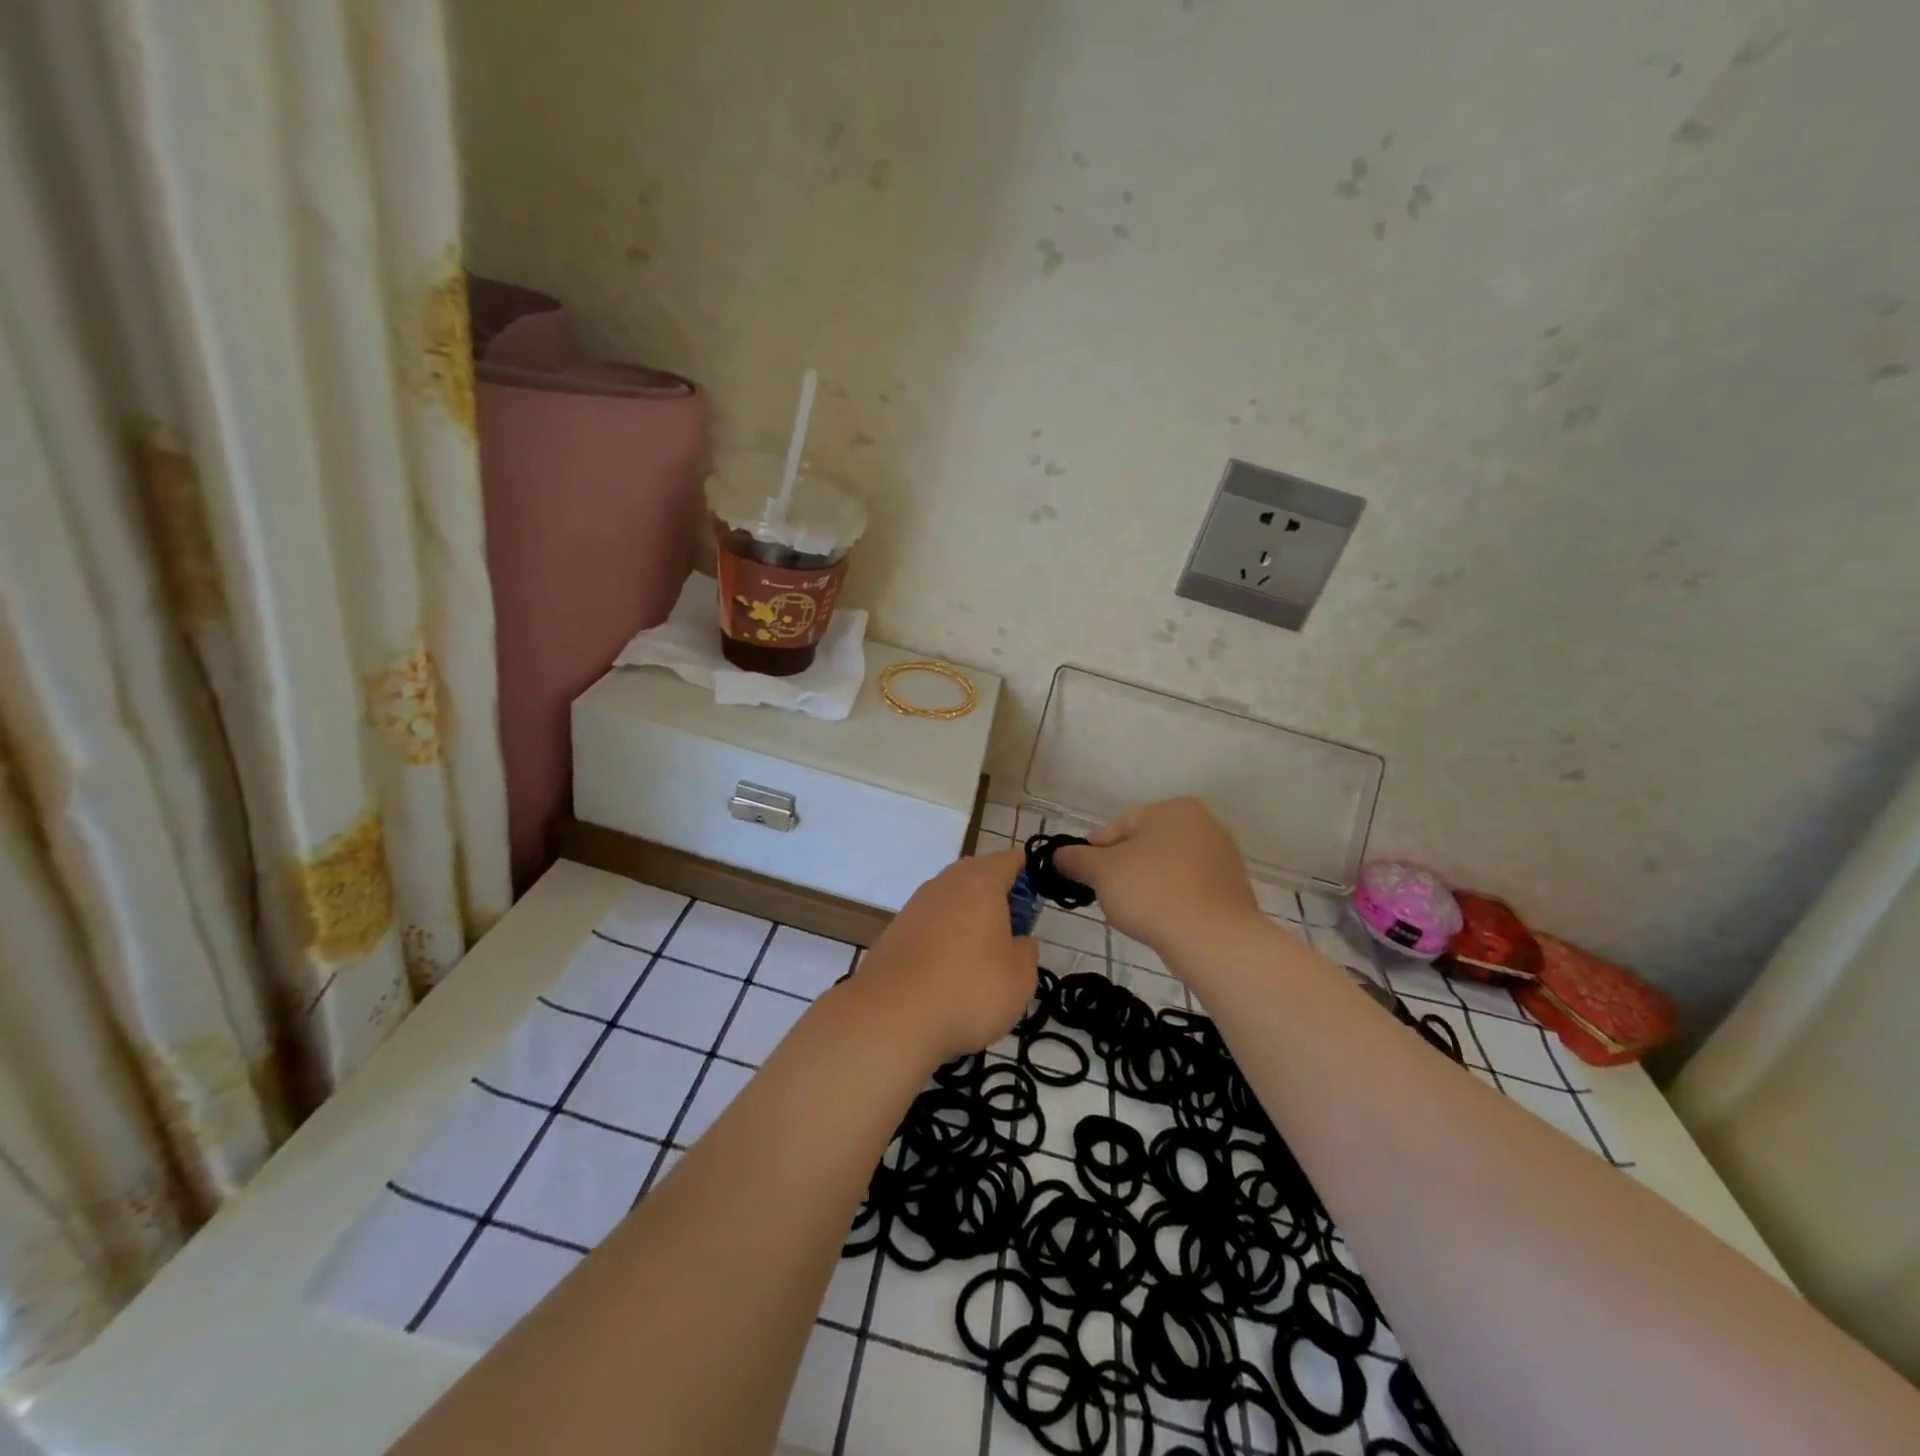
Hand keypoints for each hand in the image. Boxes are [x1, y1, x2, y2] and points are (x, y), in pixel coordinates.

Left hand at [849, 849, 1038, 1064]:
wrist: (892, 1016)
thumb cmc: (969, 989)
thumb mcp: (1020, 977)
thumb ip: (1026, 951)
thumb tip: (1018, 941)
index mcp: (980, 881)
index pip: (1011, 860)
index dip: (1030, 872)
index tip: (1042, 895)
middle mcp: (945, 884)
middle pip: (978, 877)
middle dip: (998, 898)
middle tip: (1016, 930)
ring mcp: (915, 907)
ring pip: (952, 902)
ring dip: (969, 920)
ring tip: (985, 958)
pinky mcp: (895, 933)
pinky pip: (931, 926)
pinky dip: (945, 941)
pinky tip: (951, 974)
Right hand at [1055, 799, 1261, 954]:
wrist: (1213, 940)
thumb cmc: (1152, 892)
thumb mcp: (1101, 872)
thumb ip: (1076, 859)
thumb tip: (1060, 855)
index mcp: (1174, 809)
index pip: (1118, 827)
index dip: (1094, 853)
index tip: (1084, 878)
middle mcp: (1204, 825)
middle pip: (1143, 847)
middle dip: (1122, 872)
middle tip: (1107, 898)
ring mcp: (1223, 859)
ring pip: (1165, 871)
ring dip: (1144, 888)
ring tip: (1134, 915)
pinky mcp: (1231, 892)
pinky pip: (1187, 891)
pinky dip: (1169, 903)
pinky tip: (1160, 924)